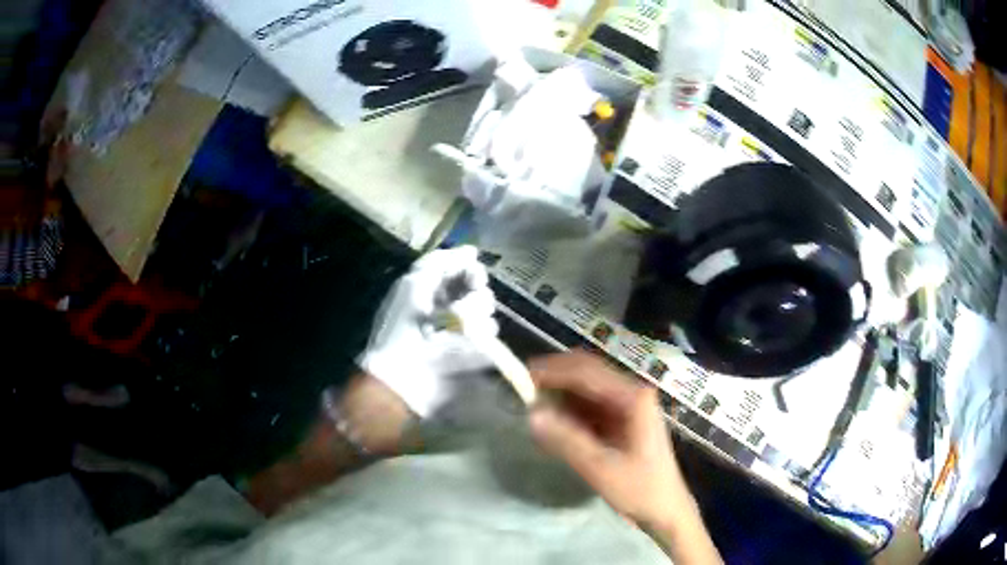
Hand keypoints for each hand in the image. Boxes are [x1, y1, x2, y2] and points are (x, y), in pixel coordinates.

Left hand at [357, 246, 497, 417]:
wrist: (403, 373)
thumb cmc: (401, 326)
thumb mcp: (413, 284)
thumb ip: (440, 262)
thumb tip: (471, 250)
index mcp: (432, 287)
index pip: (461, 268)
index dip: (469, 269)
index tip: (473, 275)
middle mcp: (449, 304)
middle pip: (478, 287)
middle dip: (473, 294)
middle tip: (460, 308)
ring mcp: (463, 329)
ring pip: (486, 308)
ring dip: (472, 316)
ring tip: (453, 330)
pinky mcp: (474, 350)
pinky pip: (489, 333)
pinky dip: (478, 336)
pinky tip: (462, 343)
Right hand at [527, 351, 690, 525]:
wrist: (665, 509)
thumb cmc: (640, 489)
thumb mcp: (600, 468)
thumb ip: (567, 439)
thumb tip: (532, 414)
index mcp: (633, 397)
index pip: (586, 371)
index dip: (552, 371)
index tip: (520, 378)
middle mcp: (631, 392)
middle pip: (587, 371)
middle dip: (554, 377)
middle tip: (521, 389)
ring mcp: (627, 404)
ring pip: (586, 386)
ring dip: (559, 392)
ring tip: (532, 406)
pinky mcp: (621, 418)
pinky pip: (589, 404)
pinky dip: (568, 409)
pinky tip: (553, 422)